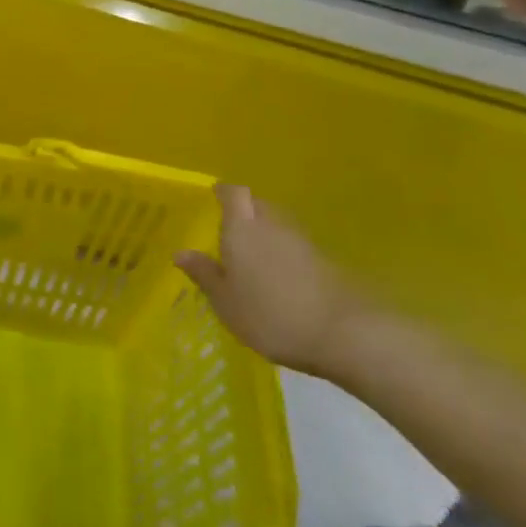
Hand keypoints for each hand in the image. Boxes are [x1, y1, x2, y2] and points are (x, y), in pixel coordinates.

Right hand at [176, 185, 369, 378]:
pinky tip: (281, 279)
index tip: (215, 196)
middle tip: (230, 231)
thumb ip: (204, 274)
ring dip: (266, 234)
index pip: (233, 194)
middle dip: (244, 213)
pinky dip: (285, 255)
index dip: (224, 192)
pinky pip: (296, 247)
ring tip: (254, 257)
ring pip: (278, 225)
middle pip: (257, 205)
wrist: (344, 333)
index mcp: (243, 227)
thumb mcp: (226, 302)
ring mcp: (303, 241)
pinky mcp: (326, 261)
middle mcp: (272, 224)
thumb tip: (180, 252)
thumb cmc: (271, 314)